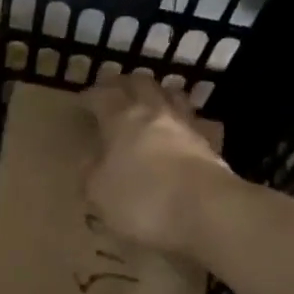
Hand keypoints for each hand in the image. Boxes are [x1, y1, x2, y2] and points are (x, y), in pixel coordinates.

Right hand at [81, 72, 233, 255]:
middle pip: (140, 83)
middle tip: (115, 91)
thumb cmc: (143, 199)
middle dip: (125, 84)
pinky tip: (185, 130)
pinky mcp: (211, 143)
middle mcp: (155, 113)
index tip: (82, 102)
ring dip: (159, 94)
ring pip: (173, 95)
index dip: (91, 96)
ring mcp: (187, 125)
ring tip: (151, 102)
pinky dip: (188, 122)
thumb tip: (91, 163)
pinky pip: (198, 123)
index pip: (102, 95)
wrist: (206, 210)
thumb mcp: (99, 193)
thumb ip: (91, 174)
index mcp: (122, 119)